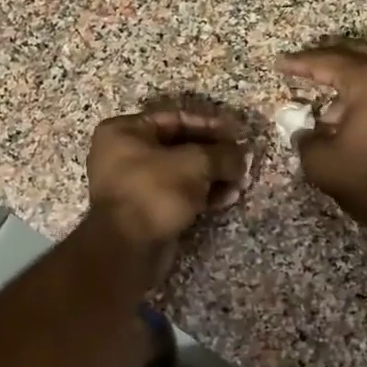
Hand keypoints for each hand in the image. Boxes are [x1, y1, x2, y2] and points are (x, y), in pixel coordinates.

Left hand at [86, 106, 249, 259]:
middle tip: (242, 160)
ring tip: (241, 182)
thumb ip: (222, 155)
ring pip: (181, 173)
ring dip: (213, 176)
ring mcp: (133, 184)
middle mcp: (124, 153)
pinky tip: (228, 198)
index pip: (175, 119)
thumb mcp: (196, 164)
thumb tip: (243, 156)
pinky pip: (177, 194)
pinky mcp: (145, 211)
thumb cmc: (155, 191)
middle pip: (179, 146)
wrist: (127, 247)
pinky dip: (202, 194)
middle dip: (214, 155)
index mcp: (125, 130)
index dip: (210, 124)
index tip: (237, 133)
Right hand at [277, 43, 366, 230]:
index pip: (327, 61)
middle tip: (305, 66)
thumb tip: (304, 131)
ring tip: (331, 101)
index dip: (300, 63)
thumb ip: (305, 139)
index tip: (280, 63)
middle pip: (357, 54)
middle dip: (328, 59)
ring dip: (353, 78)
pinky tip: (359, 113)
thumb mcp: (323, 163)